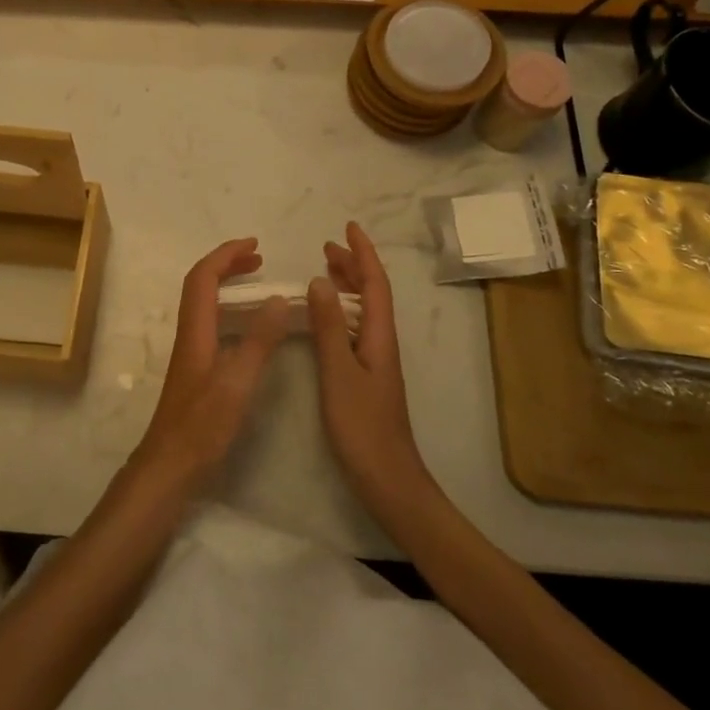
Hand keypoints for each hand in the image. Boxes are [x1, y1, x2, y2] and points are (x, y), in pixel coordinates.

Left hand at [131, 238, 289, 492]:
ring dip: (227, 283)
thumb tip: (278, 298)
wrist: (170, 465)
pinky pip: (210, 320)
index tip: (255, 244)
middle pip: (201, 284)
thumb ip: (258, 340)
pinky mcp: (196, 368)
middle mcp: (190, 333)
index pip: (204, 276)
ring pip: (204, 302)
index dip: (226, 255)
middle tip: (258, 258)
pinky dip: (229, 307)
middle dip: (227, 263)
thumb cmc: (202, 425)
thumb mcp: (237, 382)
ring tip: (256, 281)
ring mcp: (191, 351)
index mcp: (196, 329)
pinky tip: (247, 324)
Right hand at [308, 222, 433, 519]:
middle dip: (354, 265)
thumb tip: (319, 281)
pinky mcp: (368, 377)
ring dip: (347, 286)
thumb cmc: (363, 427)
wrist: (389, 481)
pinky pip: (356, 328)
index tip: (348, 227)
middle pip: (372, 293)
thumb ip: (329, 327)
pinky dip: (341, 311)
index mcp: (379, 336)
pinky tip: (327, 319)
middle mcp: (381, 342)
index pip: (374, 283)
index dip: (362, 254)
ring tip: (325, 271)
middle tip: (327, 247)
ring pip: (364, 310)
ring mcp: (376, 360)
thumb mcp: (339, 373)